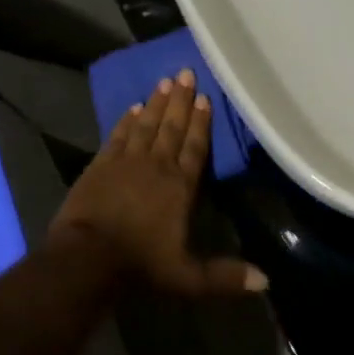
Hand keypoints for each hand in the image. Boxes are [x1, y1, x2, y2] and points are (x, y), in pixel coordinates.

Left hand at [50, 69, 267, 296]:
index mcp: (180, 186)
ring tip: (165, 82)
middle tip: (186, 72)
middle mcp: (156, 165)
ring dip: (157, 103)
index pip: (195, 147)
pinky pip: (118, 135)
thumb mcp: (188, 277)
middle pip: (172, 127)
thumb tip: (266, 282)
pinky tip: (133, 107)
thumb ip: (225, 276)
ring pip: (146, 125)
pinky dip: (126, 120)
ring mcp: (126, 161)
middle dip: (182, 101)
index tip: (206, 98)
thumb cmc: (141, 265)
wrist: (87, 256)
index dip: (202, 123)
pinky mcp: (101, 164)